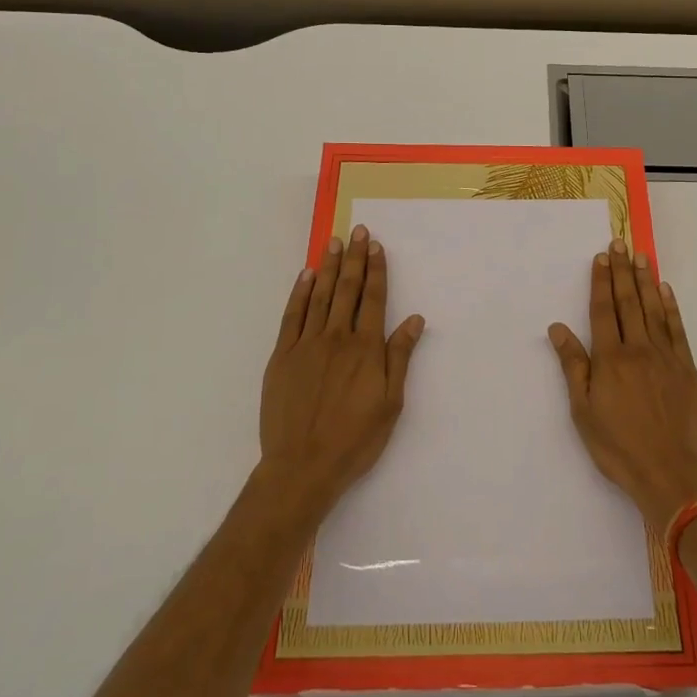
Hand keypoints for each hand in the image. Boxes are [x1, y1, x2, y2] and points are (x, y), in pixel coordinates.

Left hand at [258, 225, 424, 515]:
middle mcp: (337, 337)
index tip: (375, 245)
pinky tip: (305, 276)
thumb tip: (414, 319)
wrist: (302, 466)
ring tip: (333, 242)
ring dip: (328, 267)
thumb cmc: (354, 439)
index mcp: (365, 348)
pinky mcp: (282, 356)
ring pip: (319, 296)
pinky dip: (299, 293)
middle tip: (356, 231)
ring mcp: (306, 344)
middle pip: (347, 289)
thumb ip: (400, 357)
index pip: (373, 298)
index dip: (376, 270)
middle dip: (353, 258)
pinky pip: (292, 316)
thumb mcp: (390, 403)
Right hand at [548, 239, 696, 535]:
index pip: (603, 310)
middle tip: (619, 243)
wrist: (669, 472)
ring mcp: (665, 357)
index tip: (601, 257)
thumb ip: (573, 365)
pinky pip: (677, 330)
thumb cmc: (618, 445)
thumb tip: (558, 328)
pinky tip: (665, 291)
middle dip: (622, 270)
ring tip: (641, 256)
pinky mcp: (687, 368)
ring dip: (646, 280)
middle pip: (628, 302)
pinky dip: (671, 308)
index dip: (601, 282)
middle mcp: (637, 349)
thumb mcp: (583, 410)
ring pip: (653, 309)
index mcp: (610, 358)